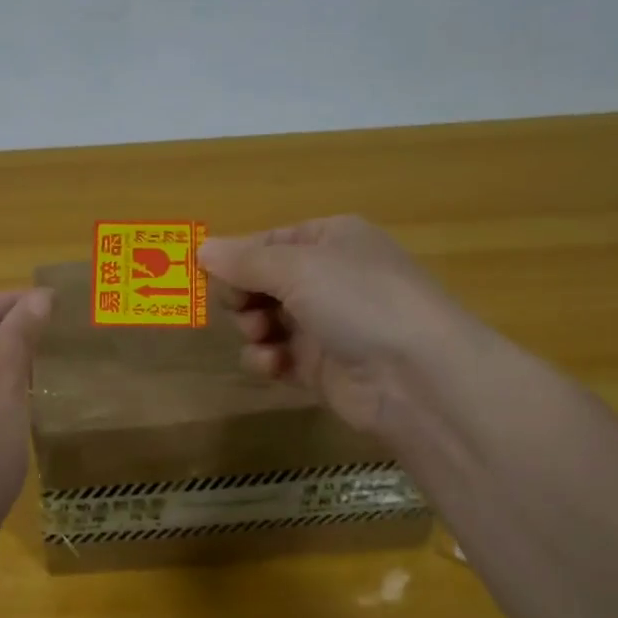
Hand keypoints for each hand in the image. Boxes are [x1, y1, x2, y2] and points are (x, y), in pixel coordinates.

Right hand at [198, 215, 470, 438]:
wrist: (415, 376)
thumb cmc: (358, 301)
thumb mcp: (297, 267)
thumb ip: (244, 260)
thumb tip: (201, 248)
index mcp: (331, 240)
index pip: (268, 242)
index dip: (238, 258)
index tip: (208, 276)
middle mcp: (329, 278)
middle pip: (262, 282)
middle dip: (244, 296)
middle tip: (242, 308)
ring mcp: (325, 324)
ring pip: (265, 321)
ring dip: (253, 328)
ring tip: (263, 336)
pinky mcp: (320, 367)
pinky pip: (277, 356)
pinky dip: (268, 360)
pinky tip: (274, 365)